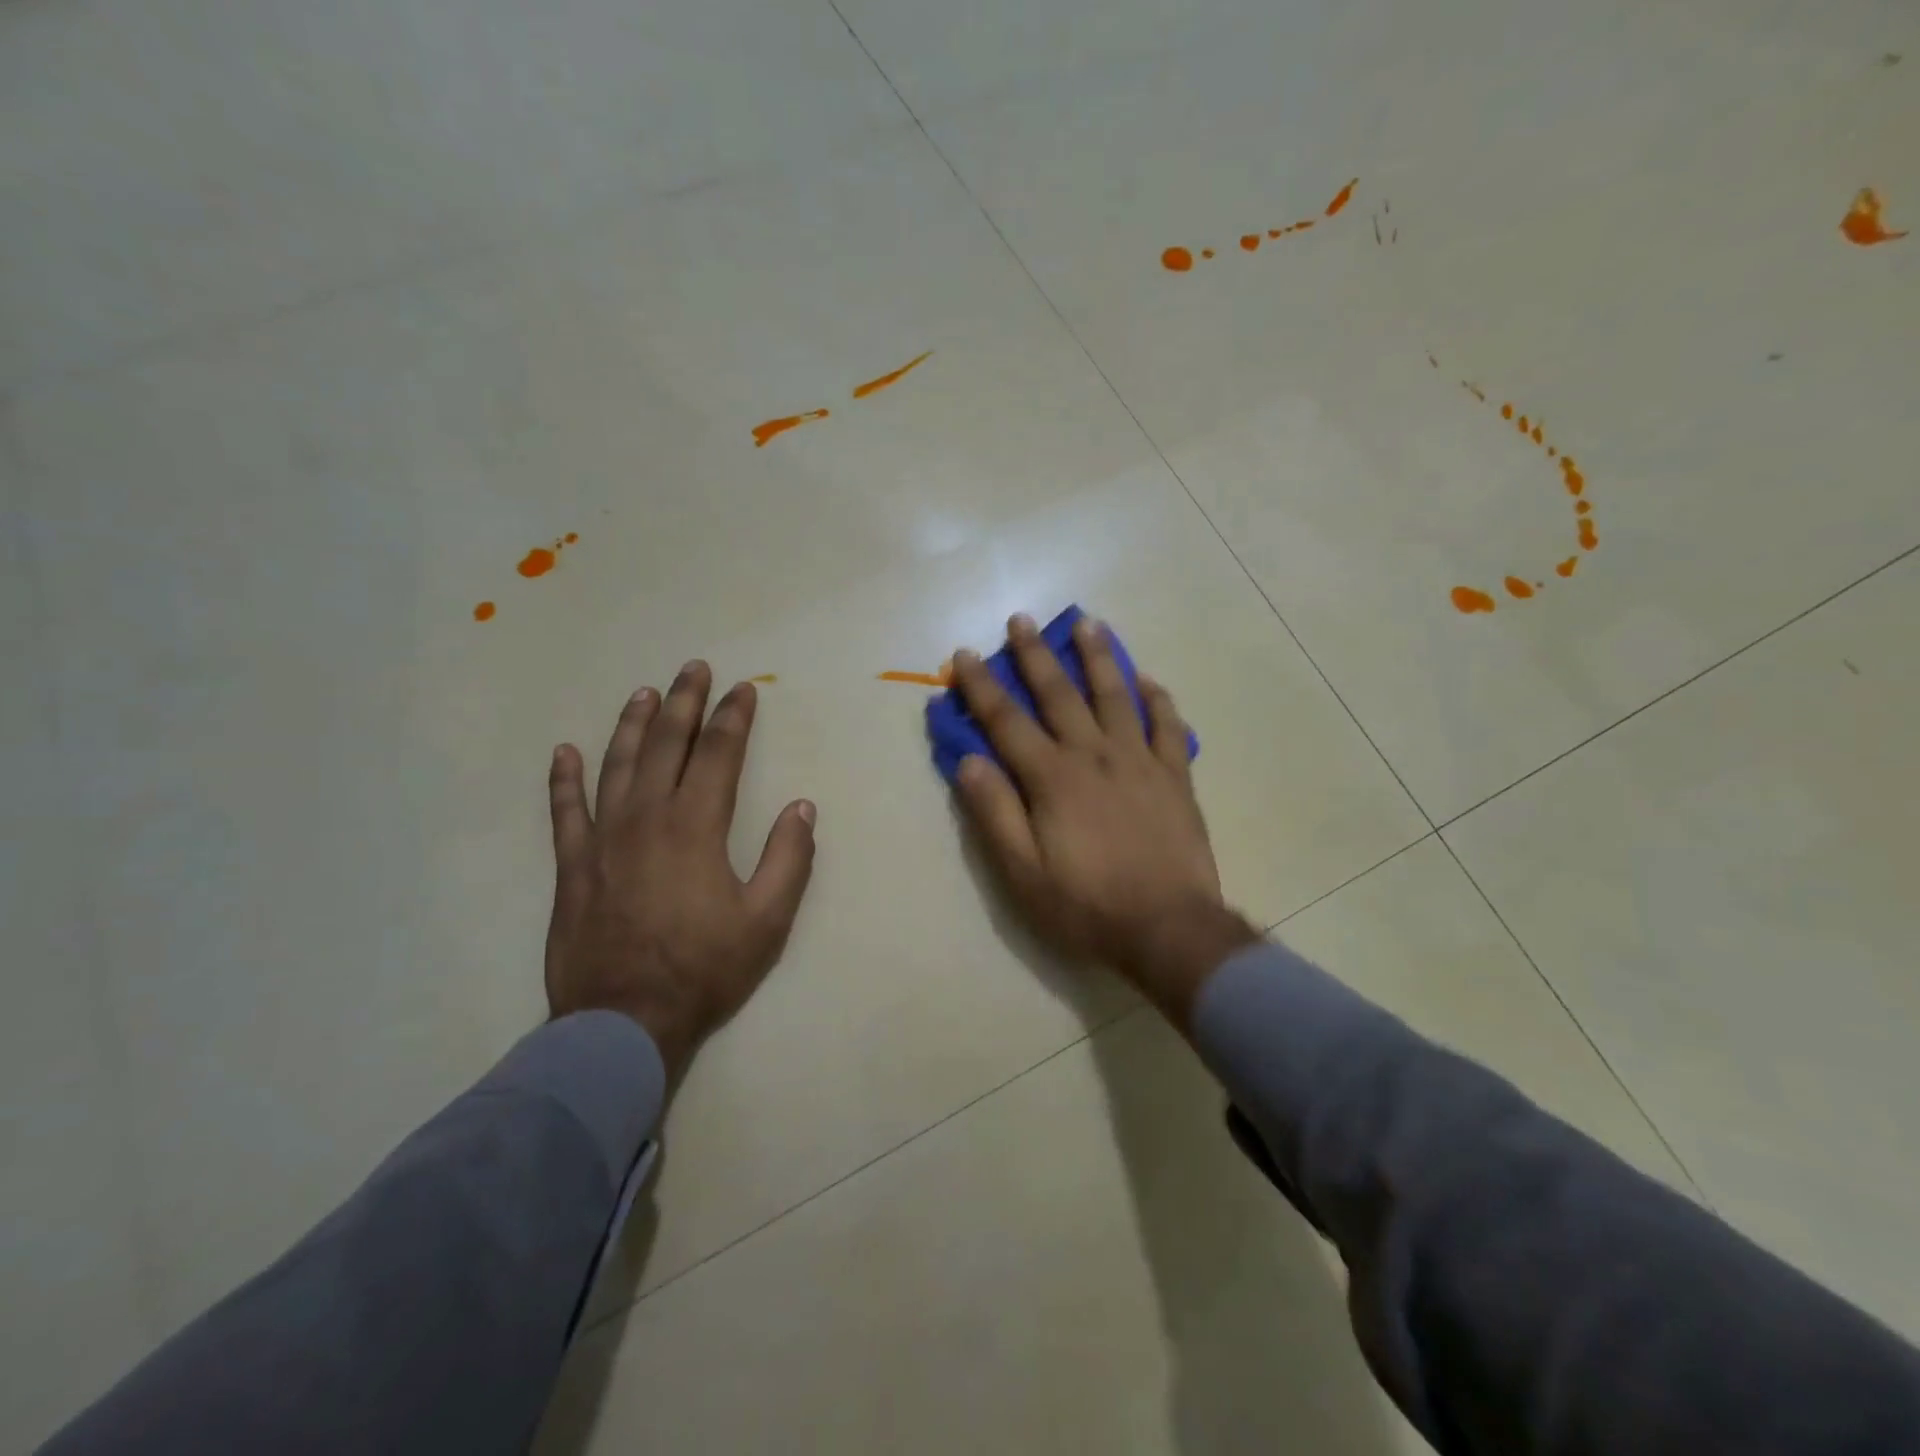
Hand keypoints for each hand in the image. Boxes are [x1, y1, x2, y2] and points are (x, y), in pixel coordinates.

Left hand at [544, 662, 816, 1082]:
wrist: (623, 1021)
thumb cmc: (703, 969)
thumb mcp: (767, 920)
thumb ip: (789, 859)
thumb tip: (801, 808)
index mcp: (696, 826)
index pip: (718, 754)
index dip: (733, 717)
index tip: (743, 690)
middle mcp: (647, 817)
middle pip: (666, 744)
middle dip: (684, 702)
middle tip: (694, 669)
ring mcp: (602, 838)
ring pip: (617, 764)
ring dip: (632, 724)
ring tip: (645, 693)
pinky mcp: (572, 865)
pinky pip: (564, 810)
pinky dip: (564, 779)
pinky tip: (564, 752)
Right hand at [949, 614, 1260, 1028]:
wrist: (1169, 928)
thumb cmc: (1087, 905)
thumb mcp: (1023, 872)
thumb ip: (995, 812)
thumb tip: (968, 760)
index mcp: (1053, 778)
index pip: (1007, 721)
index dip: (981, 687)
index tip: (965, 656)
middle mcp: (1095, 755)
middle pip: (1060, 694)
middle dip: (1036, 655)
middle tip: (1022, 620)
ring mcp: (1140, 761)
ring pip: (1116, 695)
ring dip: (1099, 657)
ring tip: (1088, 624)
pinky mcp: (1175, 776)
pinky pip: (1167, 726)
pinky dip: (1157, 699)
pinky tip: (1147, 680)